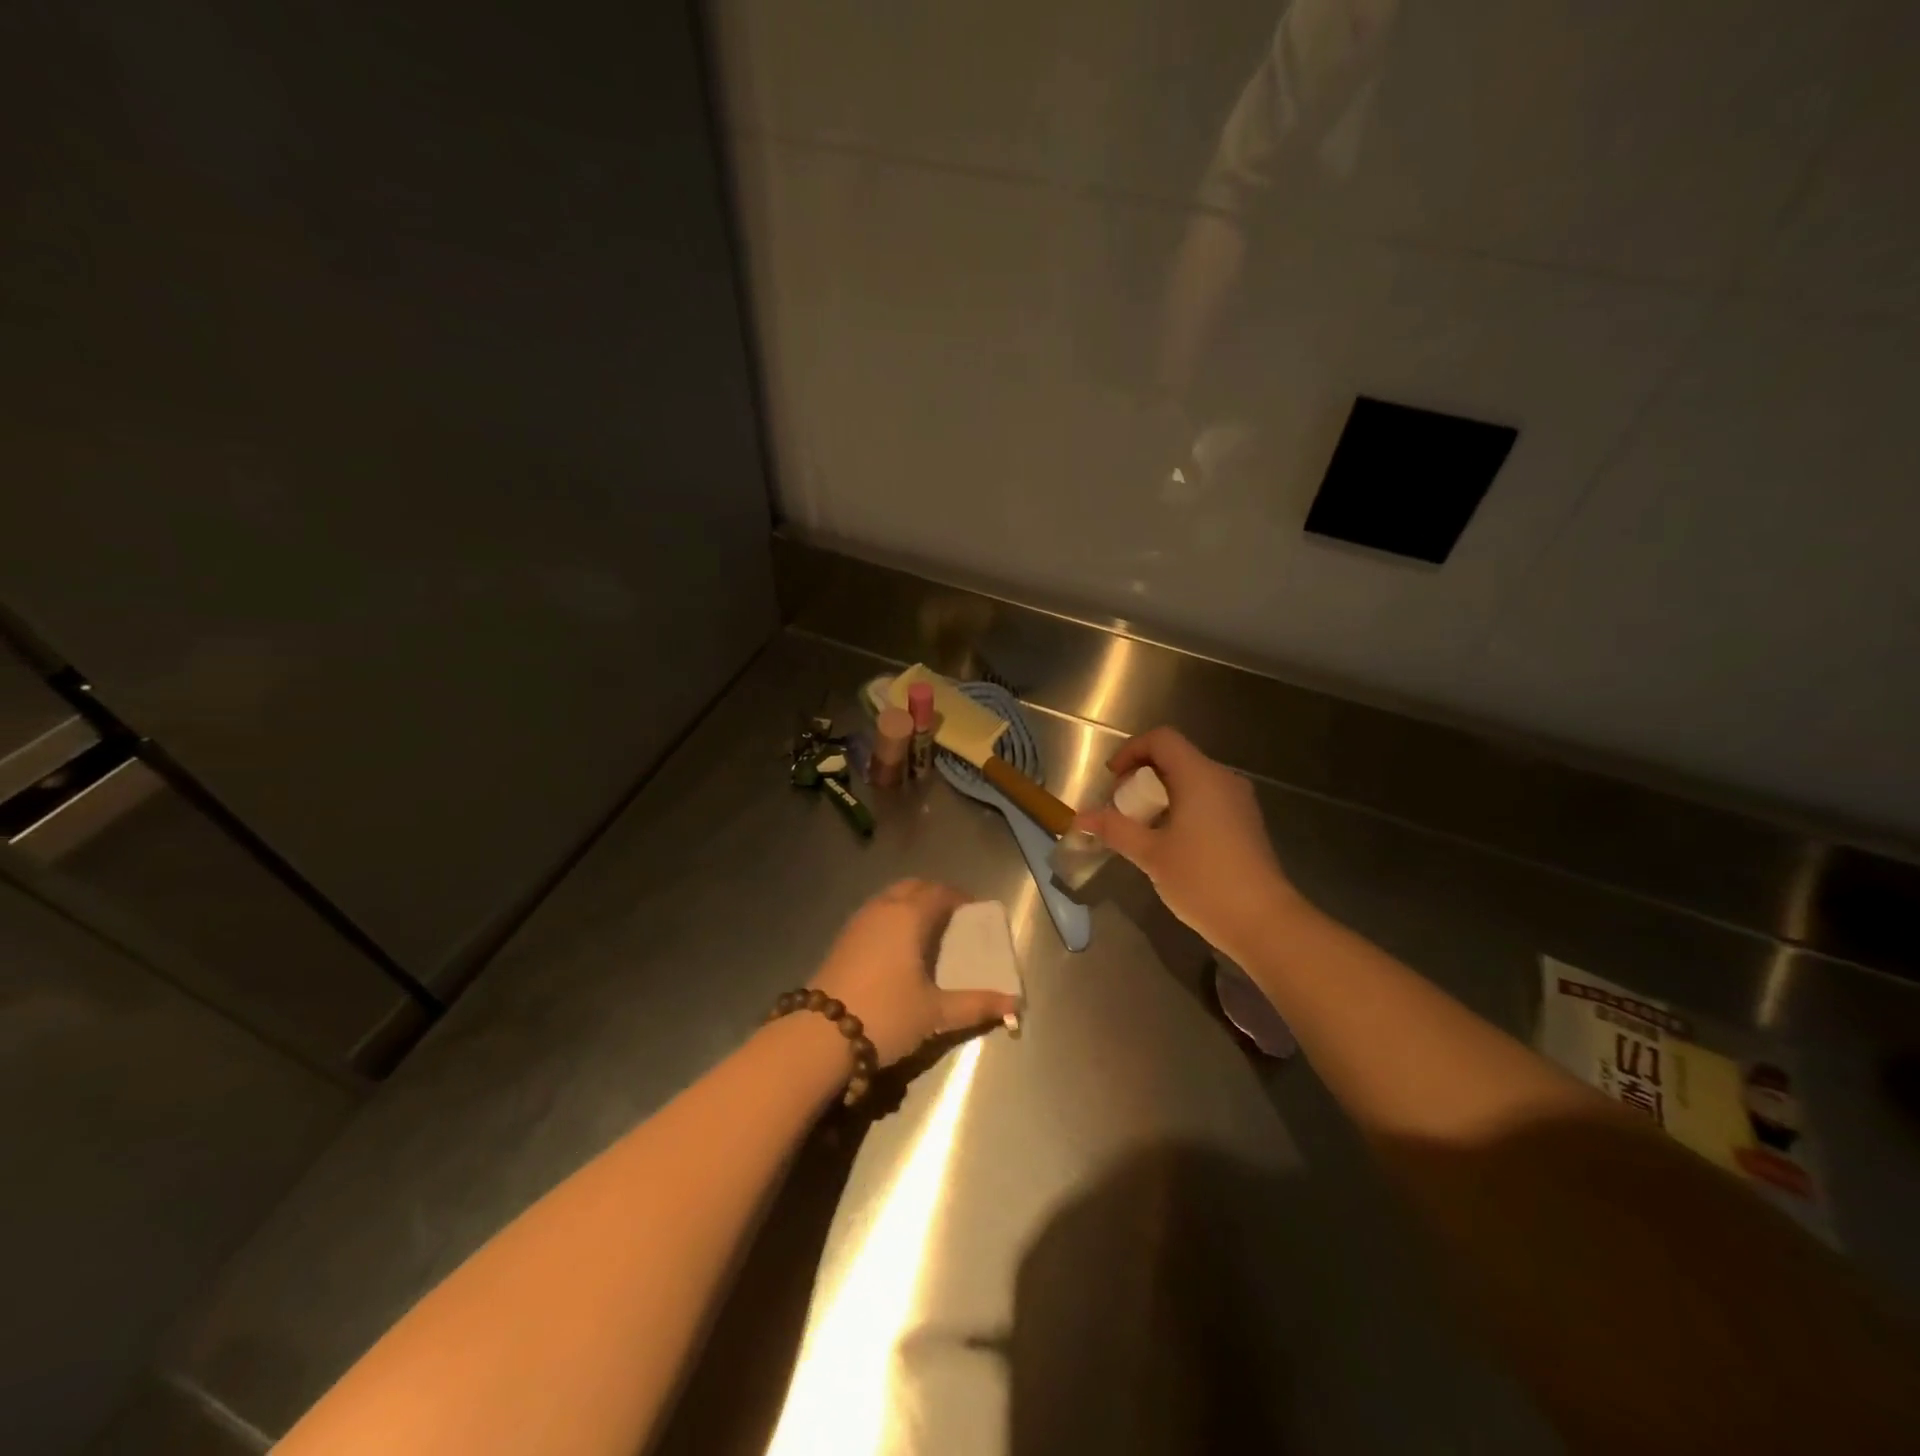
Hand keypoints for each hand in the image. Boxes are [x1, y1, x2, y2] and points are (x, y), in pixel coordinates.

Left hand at [809, 880, 1018, 1065]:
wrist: (819, 1035)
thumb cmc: (886, 1015)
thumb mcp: (935, 1013)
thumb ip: (976, 1005)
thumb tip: (1014, 1005)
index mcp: (908, 916)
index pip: (939, 893)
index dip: (959, 897)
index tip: (974, 910)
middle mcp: (882, 909)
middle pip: (912, 887)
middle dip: (934, 894)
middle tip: (952, 914)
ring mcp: (858, 922)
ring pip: (889, 897)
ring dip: (910, 903)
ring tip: (927, 928)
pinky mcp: (842, 939)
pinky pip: (874, 913)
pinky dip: (891, 916)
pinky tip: (897, 945)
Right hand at [1074, 727, 1301, 957]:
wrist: (1263, 922)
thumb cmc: (1203, 880)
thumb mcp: (1150, 854)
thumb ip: (1114, 829)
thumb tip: (1079, 817)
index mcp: (1199, 776)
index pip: (1162, 739)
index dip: (1131, 751)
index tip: (1112, 781)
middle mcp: (1222, 779)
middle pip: (1175, 758)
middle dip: (1141, 777)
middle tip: (1121, 809)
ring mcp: (1238, 802)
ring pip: (1191, 780)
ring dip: (1160, 795)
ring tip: (1141, 828)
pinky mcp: (1245, 823)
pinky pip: (1207, 800)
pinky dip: (1181, 808)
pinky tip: (1169, 842)